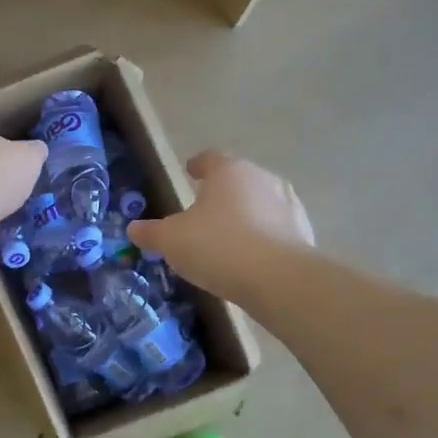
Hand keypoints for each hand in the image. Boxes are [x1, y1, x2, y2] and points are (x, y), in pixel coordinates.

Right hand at [128, 150, 313, 297]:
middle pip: (238, 179)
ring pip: (261, 202)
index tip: (190, 171)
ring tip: (229, 236)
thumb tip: (133, 228)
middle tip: (205, 210)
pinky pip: (277, 229)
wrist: (278, 279)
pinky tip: (252, 257)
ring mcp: (288, 204)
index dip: (197, 165)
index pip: (210, 158)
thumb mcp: (172, 241)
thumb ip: (151, 233)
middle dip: (223, 192)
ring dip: (246, 214)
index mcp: (229, 171)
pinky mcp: (304, 232)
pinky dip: (264, 236)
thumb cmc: (218, 247)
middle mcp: (262, 179)